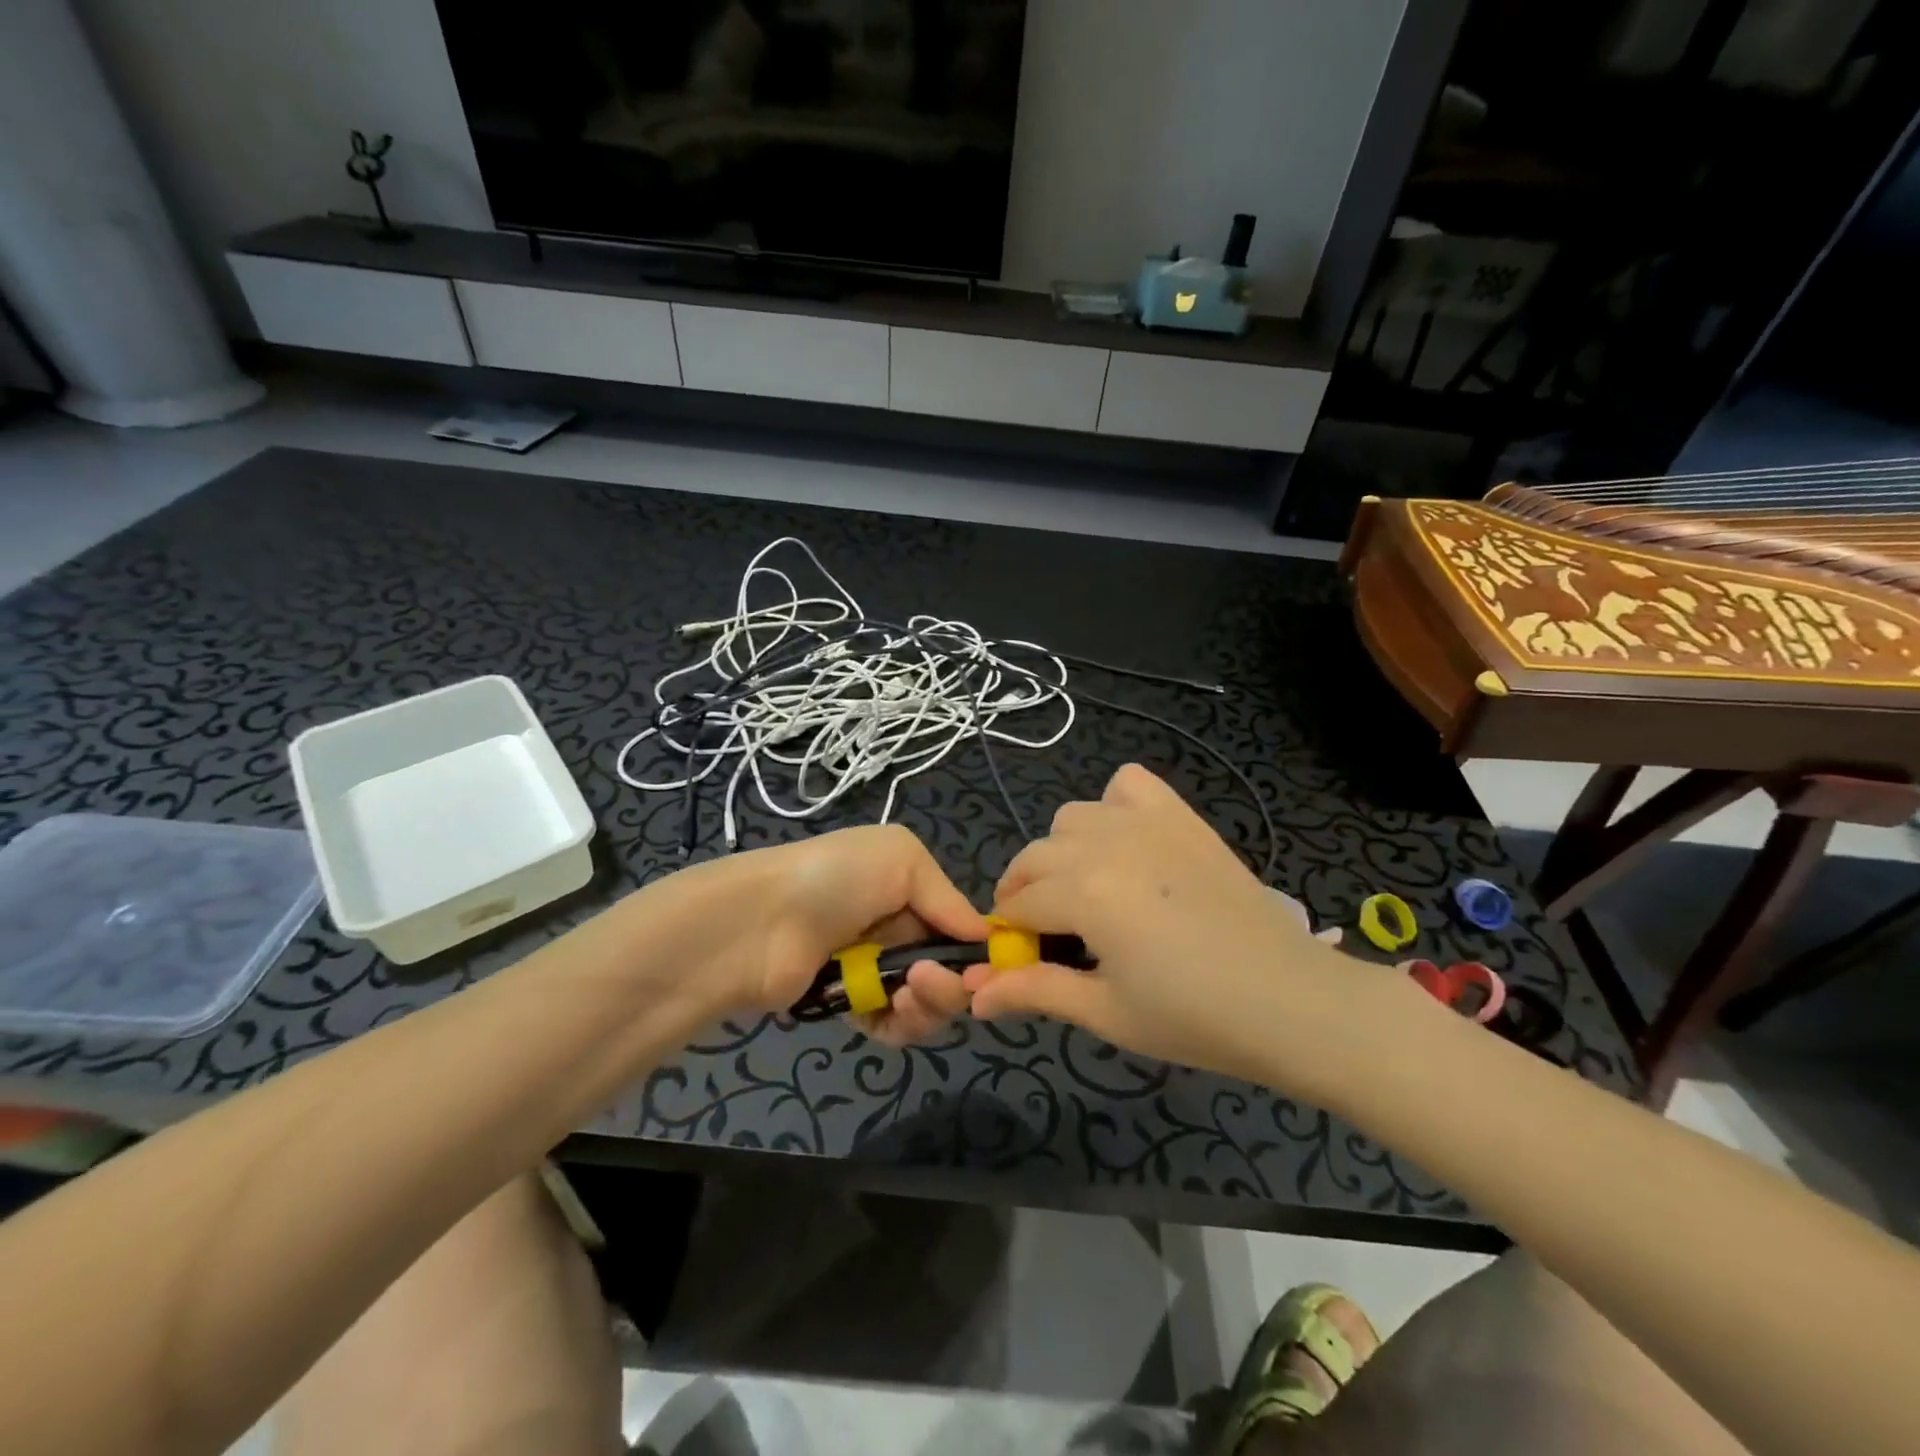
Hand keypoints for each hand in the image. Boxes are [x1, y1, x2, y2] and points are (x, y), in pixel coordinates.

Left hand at [685, 825, 990, 1045]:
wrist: (761, 922)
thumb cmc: (836, 878)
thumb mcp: (901, 857)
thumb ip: (948, 897)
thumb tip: (985, 937)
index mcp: (909, 890)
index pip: (959, 927)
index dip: (980, 950)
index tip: (993, 967)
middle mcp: (896, 931)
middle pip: (950, 970)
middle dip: (956, 982)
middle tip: (934, 981)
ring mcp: (874, 972)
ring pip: (928, 1003)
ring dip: (931, 1004)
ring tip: (908, 993)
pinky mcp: (851, 1009)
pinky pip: (895, 1027)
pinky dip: (902, 1024)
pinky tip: (891, 1010)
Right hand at [965, 765, 1384, 1092]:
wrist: (1291, 1001)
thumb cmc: (1194, 1018)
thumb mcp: (1105, 1013)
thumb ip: (1034, 993)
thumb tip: (972, 997)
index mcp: (1083, 892)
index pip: (1018, 904)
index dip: (1010, 934)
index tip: (1021, 961)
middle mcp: (1105, 843)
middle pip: (1035, 856)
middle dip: (1028, 893)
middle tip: (1055, 937)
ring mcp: (1146, 822)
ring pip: (1072, 818)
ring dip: (1064, 852)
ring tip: (1090, 893)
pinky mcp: (1181, 817)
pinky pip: (1129, 786)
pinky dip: (1114, 805)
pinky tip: (1127, 844)